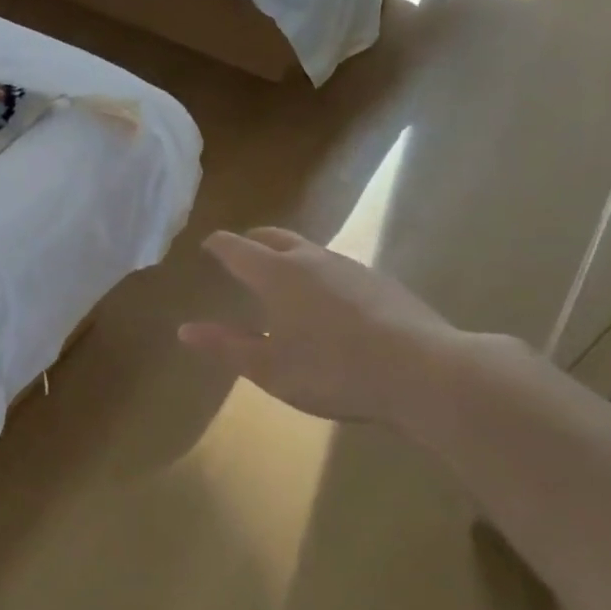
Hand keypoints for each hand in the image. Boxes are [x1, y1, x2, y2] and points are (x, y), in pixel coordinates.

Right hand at [179, 228, 462, 423]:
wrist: (425, 373)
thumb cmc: (334, 371)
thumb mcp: (270, 368)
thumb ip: (226, 346)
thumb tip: (185, 330)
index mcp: (277, 274)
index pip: (236, 248)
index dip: (218, 245)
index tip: (207, 245)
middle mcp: (311, 259)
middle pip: (274, 236)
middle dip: (252, 241)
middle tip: (241, 252)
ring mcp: (351, 267)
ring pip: (309, 250)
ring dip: (288, 256)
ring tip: (282, 278)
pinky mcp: (382, 282)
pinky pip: (337, 268)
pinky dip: (319, 274)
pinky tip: (328, 302)